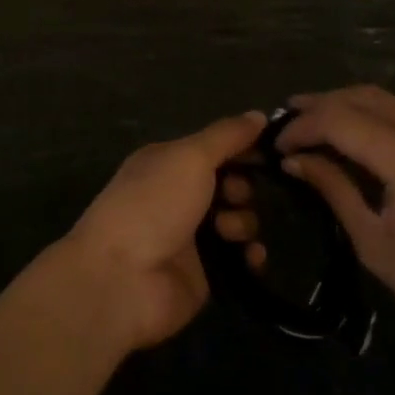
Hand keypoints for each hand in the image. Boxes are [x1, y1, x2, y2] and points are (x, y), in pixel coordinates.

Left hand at [64, 111, 265, 349]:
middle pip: (231, 183)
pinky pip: (239, 259)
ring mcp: (192, 237)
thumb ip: (227, 135)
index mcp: (169, 162)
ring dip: (244, 222)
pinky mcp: (204, 274)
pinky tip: (251, 257)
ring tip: (229, 232)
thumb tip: (259, 115)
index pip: (215, 146)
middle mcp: (180, 196)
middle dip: (243, 187)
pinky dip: (250, 256)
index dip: (243, 146)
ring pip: (238, 220)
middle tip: (234, 196)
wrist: (121, 280)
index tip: (272, 150)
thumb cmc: (153, 204)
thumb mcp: (190, 157)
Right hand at [219, 87, 394, 370]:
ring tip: (315, 123)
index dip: (303, 126)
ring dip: (349, 107)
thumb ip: (335, 190)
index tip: (277, 143)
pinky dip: (377, 119)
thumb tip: (296, 161)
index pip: (341, 121)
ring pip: (389, 101)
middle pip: (365, 97)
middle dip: (322, 104)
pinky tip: (357, 137)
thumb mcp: (375, 244)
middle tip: (288, 119)